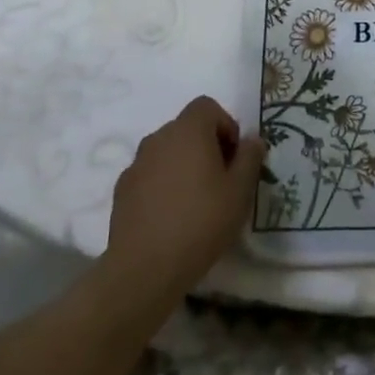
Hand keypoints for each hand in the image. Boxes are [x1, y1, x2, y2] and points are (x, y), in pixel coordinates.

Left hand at [103, 97, 264, 300]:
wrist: (144, 269)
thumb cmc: (201, 222)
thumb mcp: (240, 191)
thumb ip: (250, 158)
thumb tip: (252, 140)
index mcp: (189, 130)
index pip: (207, 106)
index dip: (225, 125)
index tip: (233, 158)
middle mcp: (159, 138)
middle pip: (187, 128)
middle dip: (205, 146)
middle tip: (219, 181)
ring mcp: (136, 163)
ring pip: (167, 152)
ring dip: (182, 165)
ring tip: (194, 202)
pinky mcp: (121, 190)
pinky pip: (149, 175)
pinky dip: (162, 185)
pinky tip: (170, 217)